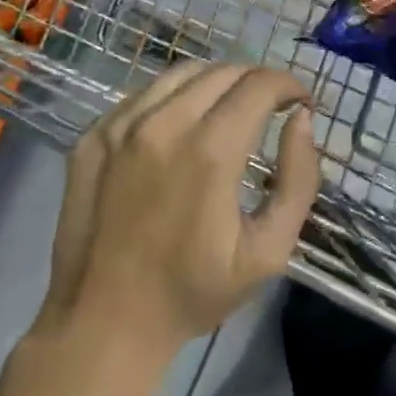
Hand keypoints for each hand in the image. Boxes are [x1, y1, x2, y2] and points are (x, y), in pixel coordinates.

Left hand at [38, 64, 319, 374]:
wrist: (103, 323)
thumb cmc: (193, 292)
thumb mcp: (268, 251)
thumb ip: (297, 179)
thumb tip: (302, 119)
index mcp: (209, 151)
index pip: (259, 85)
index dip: (289, 85)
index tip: (301, 102)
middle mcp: (163, 124)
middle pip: (223, 72)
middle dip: (257, 81)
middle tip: (271, 107)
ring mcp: (120, 126)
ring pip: (181, 74)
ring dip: (217, 82)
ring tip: (230, 108)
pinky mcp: (93, 136)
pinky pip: (144, 94)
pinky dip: (174, 96)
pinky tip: (181, 124)